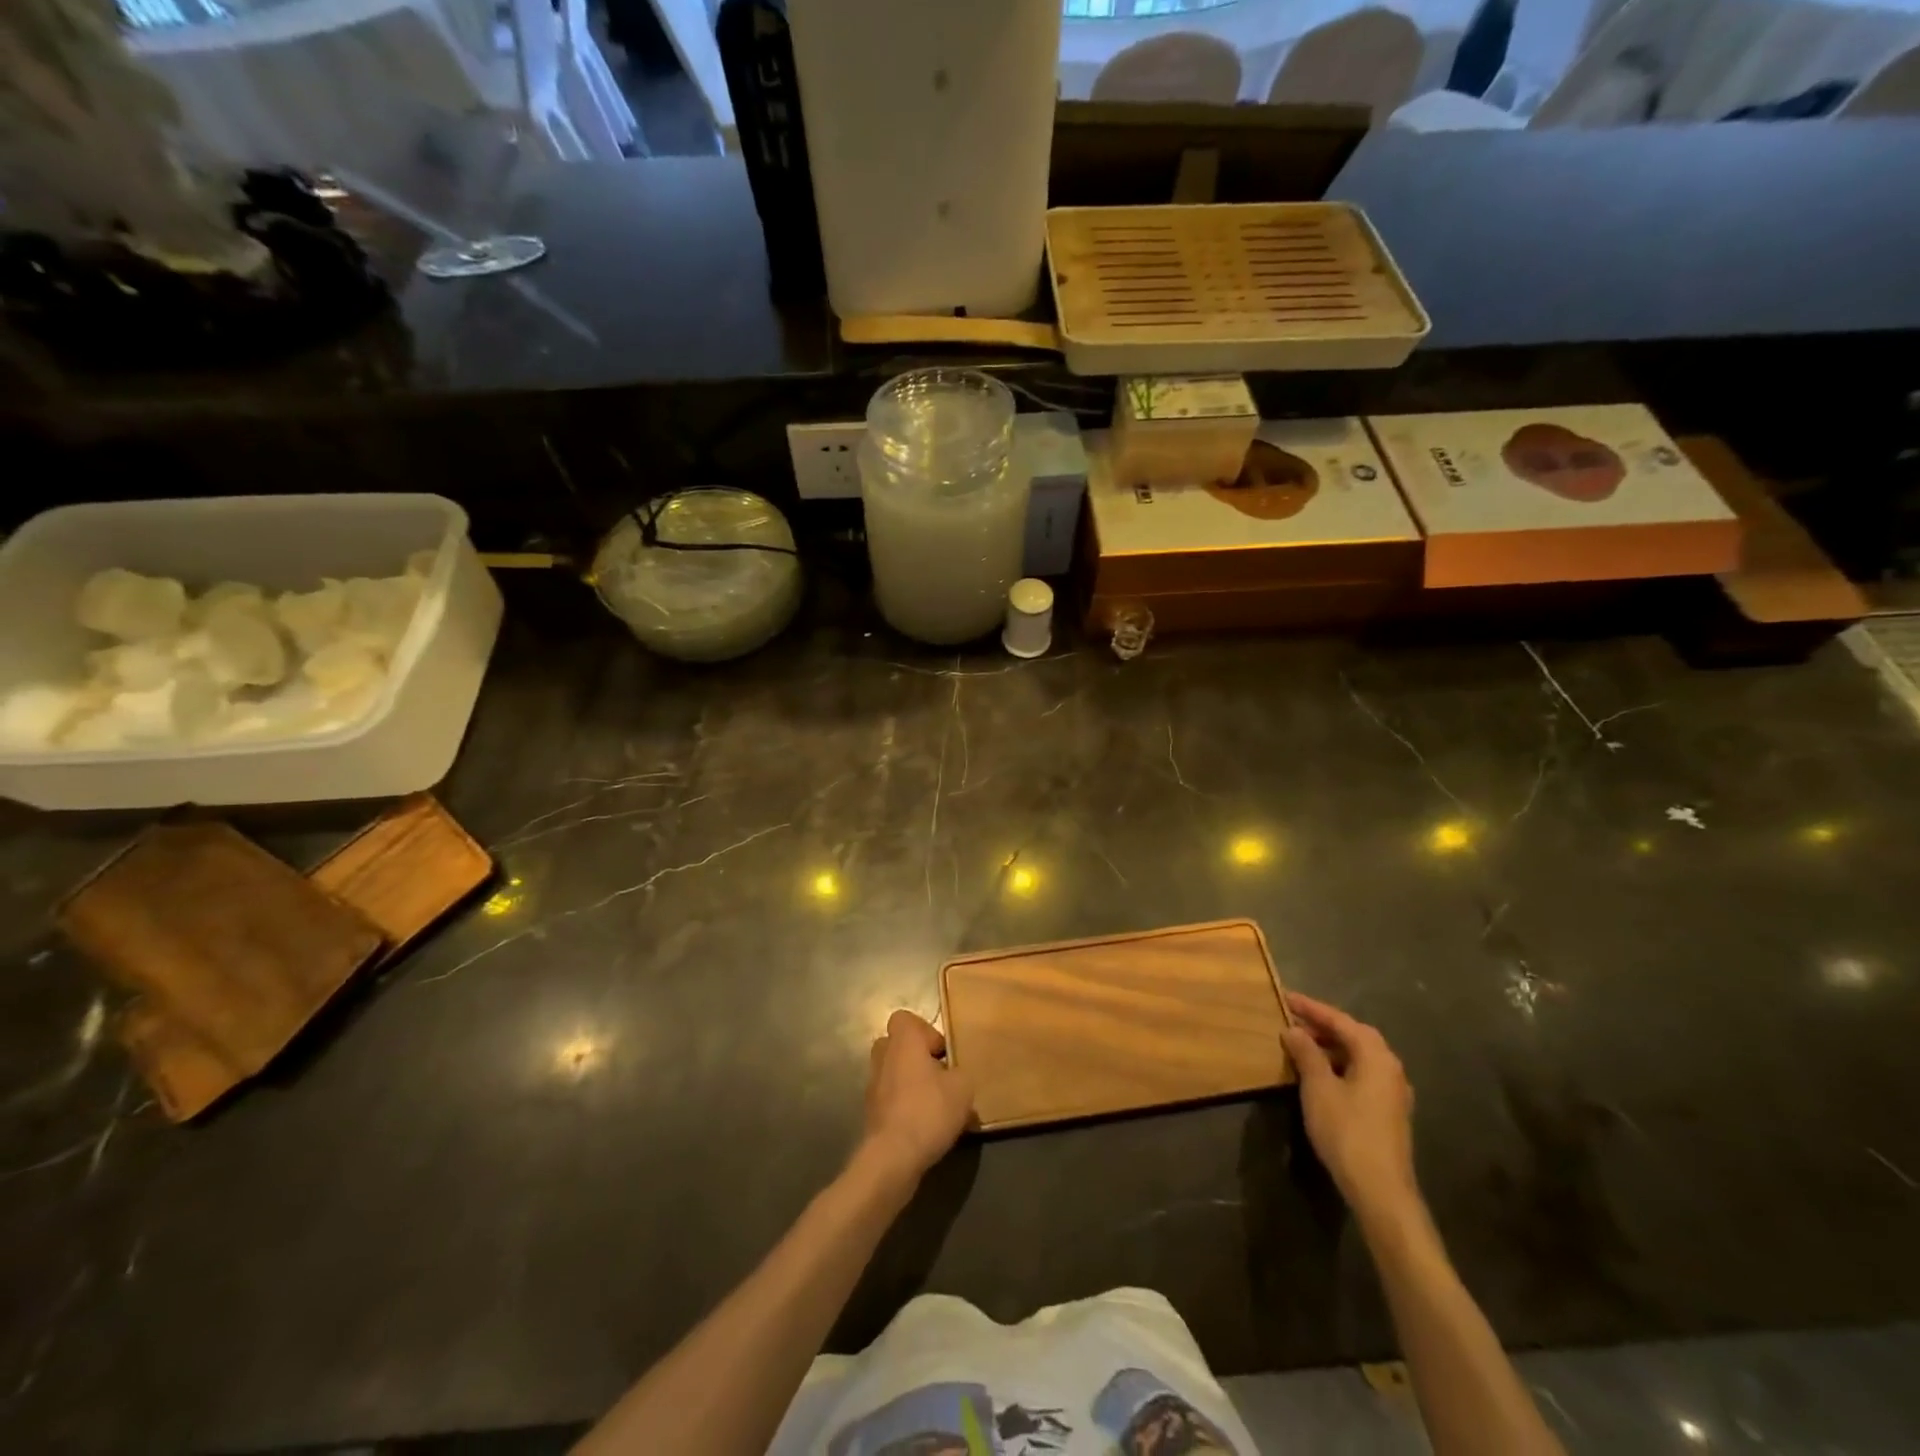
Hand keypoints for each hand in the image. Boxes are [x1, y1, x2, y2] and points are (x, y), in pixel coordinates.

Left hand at [861, 1010, 974, 1184]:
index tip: (942, 1052)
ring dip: (911, 1083)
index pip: (905, 1019)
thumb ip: (961, 1073)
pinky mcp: (871, 1114)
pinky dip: (904, 1106)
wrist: (892, 1157)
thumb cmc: (928, 1110)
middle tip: (939, 1075)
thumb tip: (954, 1076)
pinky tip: (924, 1126)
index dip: (925, 1031)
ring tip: (935, 1105)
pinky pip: (891, 1099)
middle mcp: (883, 1058)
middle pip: (898, 1045)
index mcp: (903, 1042)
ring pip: (894, 1073)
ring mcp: (873, 1086)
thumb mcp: (963, 1088)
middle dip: (917, 1057)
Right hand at [1280, 993, 1419, 1221]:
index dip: (1312, 1008)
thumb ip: (1306, 1054)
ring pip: (1359, 1056)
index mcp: (1376, 1056)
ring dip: (1331, 1046)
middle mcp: (1390, 1068)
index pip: (1341, 1021)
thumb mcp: (1318, 1087)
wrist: (1380, 1189)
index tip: (1286, 997)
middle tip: (1293, 1019)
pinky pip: (1362, 1074)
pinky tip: (1321, 1074)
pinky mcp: (1389, 1111)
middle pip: (1355, 1035)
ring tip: (1301, 1045)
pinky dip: (1340, 1065)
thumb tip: (1293, 1030)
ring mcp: (1393, 1092)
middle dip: (1323, 1025)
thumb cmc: (1347, 1131)